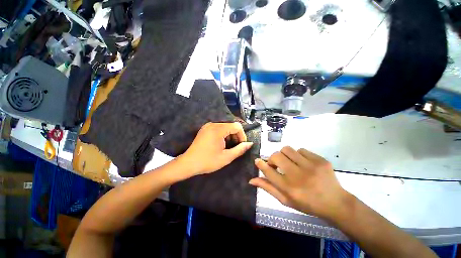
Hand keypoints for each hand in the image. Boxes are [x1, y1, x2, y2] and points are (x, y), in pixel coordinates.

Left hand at [179, 122, 253, 175]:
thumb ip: (240, 149)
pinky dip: (223, 135)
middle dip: (236, 136)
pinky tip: (221, 144)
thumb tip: (250, 143)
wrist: (188, 163)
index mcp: (218, 129)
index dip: (242, 135)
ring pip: (225, 127)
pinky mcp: (205, 129)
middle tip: (235, 147)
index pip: (237, 126)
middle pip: (231, 126)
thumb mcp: (226, 157)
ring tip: (228, 147)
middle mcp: (213, 124)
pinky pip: (218, 129)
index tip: (242, 145)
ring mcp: (208, 126)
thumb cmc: (208, 161)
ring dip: (230, 136)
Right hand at [250, 146, 350, 219]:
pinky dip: (298, 155)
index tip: (257, 161)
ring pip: (287, 149)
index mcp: (289, 188)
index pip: (268, 172)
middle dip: (272, 159)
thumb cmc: (307, 204)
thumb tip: (251, 180)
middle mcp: (298, 176)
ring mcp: (311, 166)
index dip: (260, 164)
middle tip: (276, 165)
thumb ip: (268, 188)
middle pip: (276, 156)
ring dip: (284, 155)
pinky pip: (301, 150)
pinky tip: (303, 163)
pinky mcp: (320, 160)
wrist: (336, 203)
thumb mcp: (286, 200)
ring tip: (289, 162)